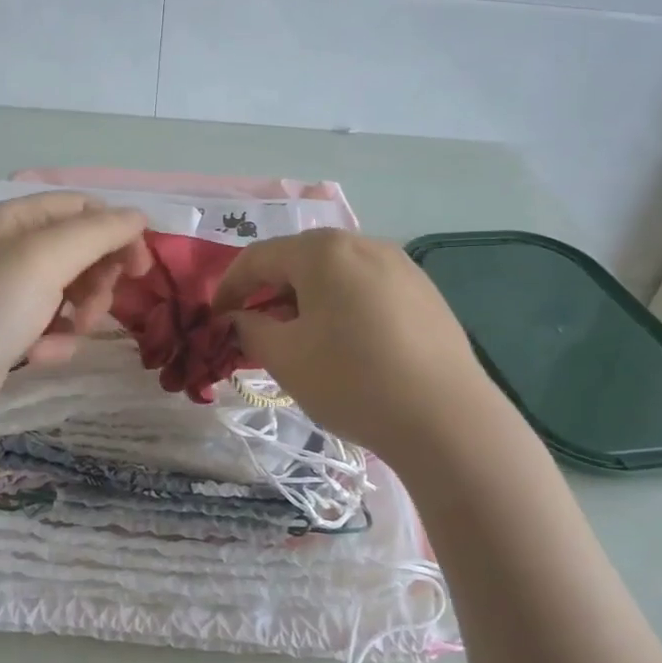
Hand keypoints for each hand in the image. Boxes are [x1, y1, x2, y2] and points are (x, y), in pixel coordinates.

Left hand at [0, 193, 151, 439]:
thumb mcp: (42, 261)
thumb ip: (96, 234)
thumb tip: (139, 216)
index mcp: (13, 219)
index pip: (83, 208)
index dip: (117, 231)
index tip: (141, 269)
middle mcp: (9, 249)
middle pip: (81, 250)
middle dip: (98, 278)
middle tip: (97, 307)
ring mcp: (6, 293)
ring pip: (72, 291)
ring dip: (80, 314)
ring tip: (67, 335)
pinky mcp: (6, 333)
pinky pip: (52, 327)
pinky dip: (55, 341)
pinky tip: (38, 358)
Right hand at [212, 229, 489, 461]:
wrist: (446, 418)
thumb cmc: (352, 381)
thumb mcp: (285, 358)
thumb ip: (249, 329)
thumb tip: (237, 319)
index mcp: (323, 251)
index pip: (258, 258)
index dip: (229, 287)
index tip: (216, 319)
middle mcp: (363, 244)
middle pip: (299, 259)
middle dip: (269, 291)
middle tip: (255, 329)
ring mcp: (400, 265)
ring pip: (336, 273)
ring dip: (306, 299)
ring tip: (299, 338)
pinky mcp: (425, 292)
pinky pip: (367, 288)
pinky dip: (342, 306)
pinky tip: (346, 343)